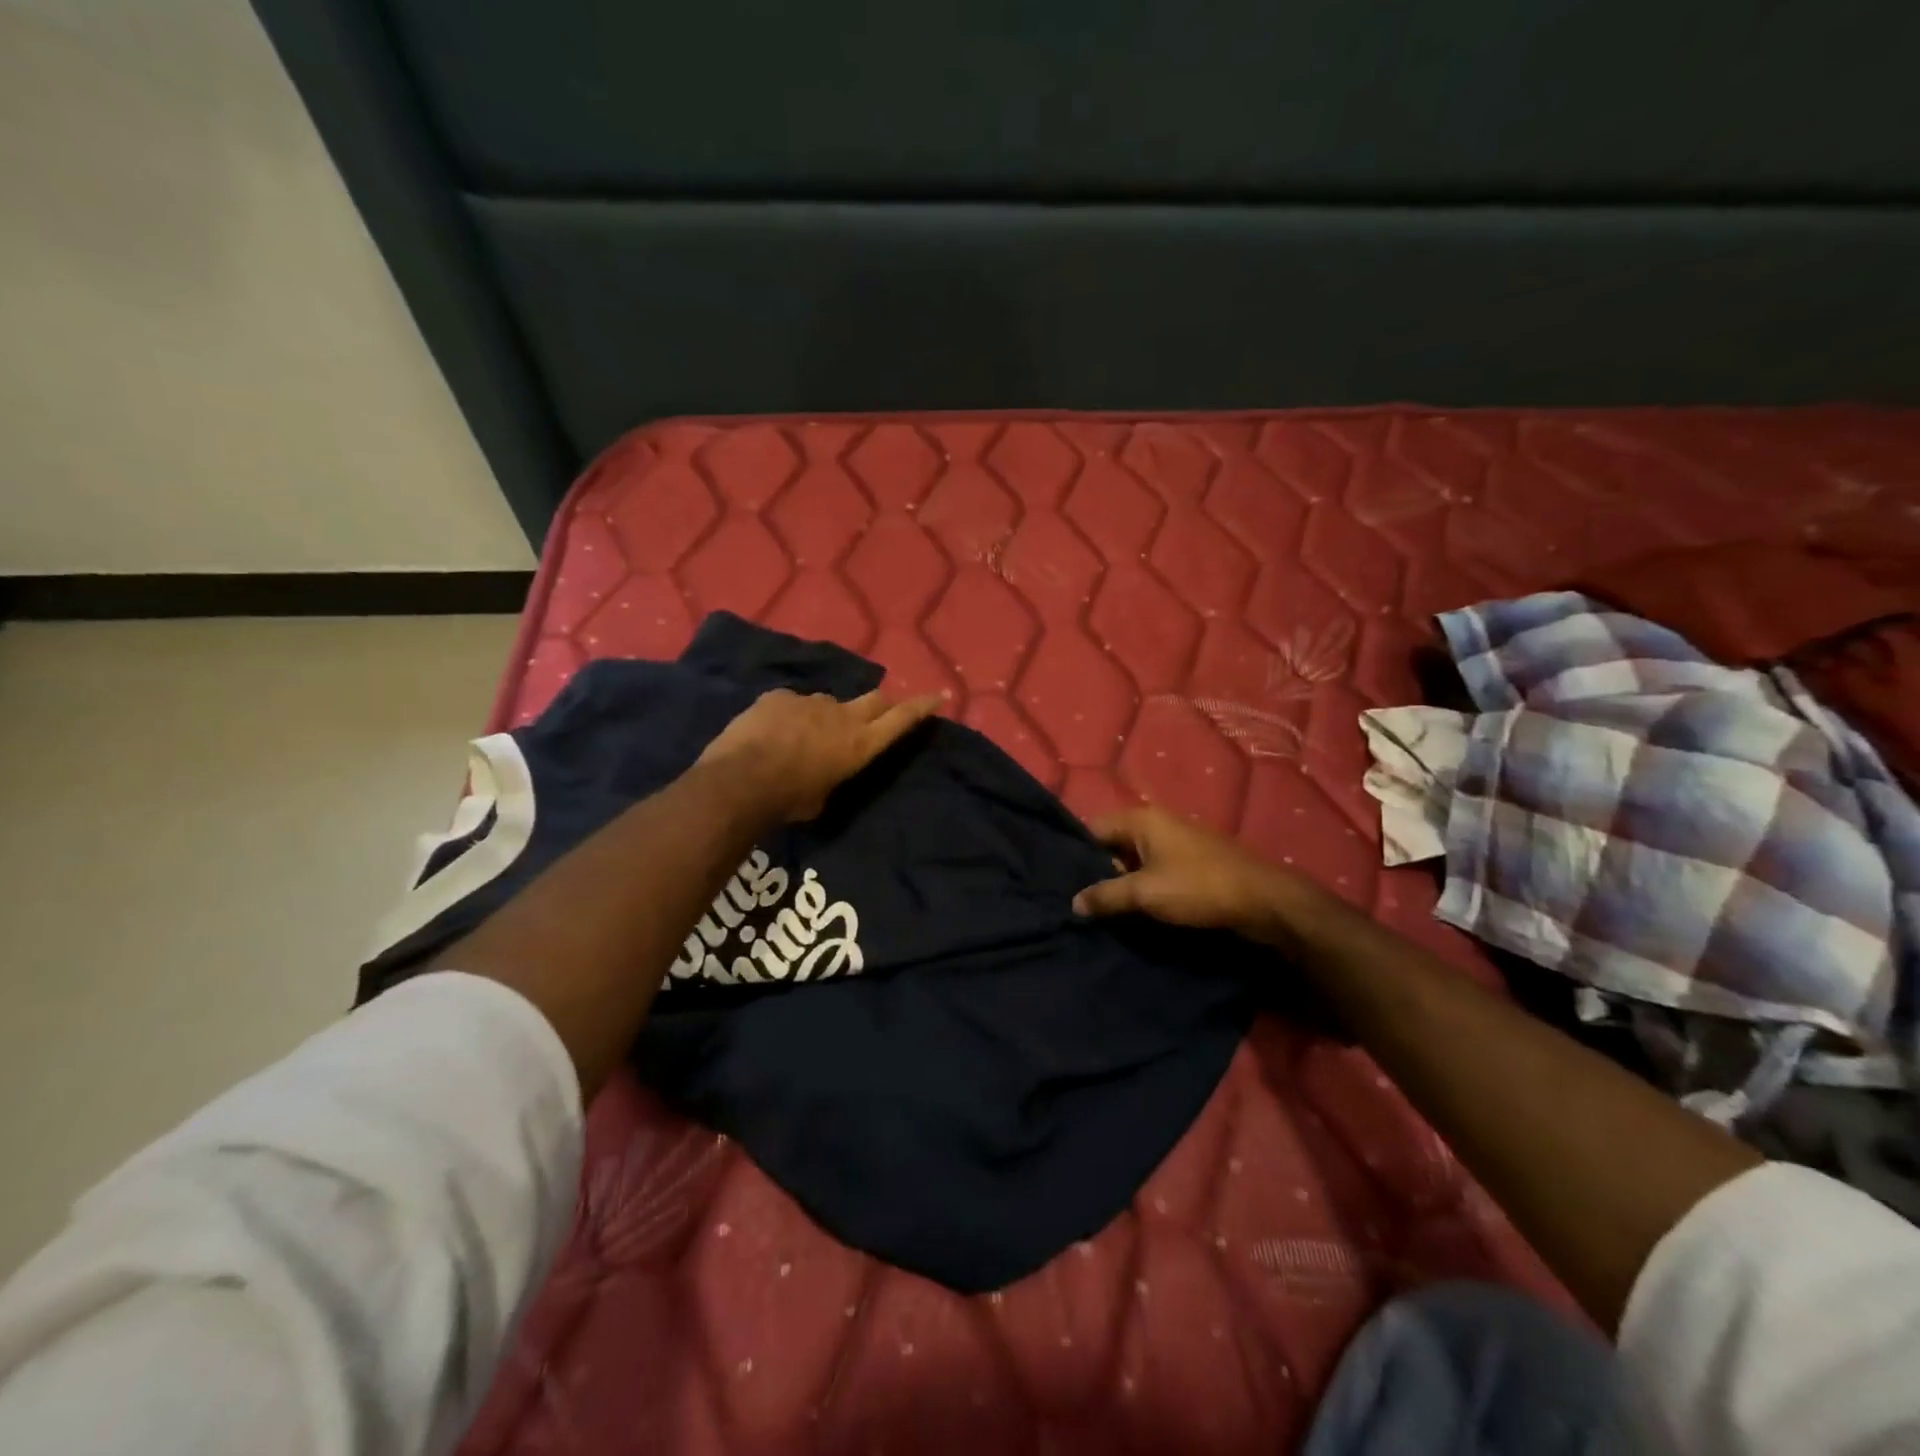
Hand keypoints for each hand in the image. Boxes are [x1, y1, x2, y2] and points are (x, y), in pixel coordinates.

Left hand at [698, 687, 943, 822]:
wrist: (739, 781)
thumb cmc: (787, 801)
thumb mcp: (821, 799)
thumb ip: (831, 777)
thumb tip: (824, 771)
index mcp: (859, 745)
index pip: (901, 719)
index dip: (921, 707)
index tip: (938, 695)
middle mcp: (842, 716)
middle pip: (875, 699)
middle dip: (881, 705)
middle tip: (876, 714)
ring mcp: (809, 701)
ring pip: (826, 704)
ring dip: (823, 717)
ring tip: (801, 738)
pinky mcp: (779, 696)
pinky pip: (791, 704)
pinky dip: (788, 717)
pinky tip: (770, 734)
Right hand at [1071, 805, 1307, 938]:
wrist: (1264, 901)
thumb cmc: (1198, 887)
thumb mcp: (1145, 893)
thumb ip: (1106, 896)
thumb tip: (1074, 902)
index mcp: (1142, 819)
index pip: (1093, 828)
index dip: (1076, 852)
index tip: (1059, 878)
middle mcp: (1157, 823)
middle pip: (1113, 843)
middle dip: (1098, 870)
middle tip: (1078, 900)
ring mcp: (1177, 843)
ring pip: (1135, 860)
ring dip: (1121, 882)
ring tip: (1101, 910)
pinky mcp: (1191, 863)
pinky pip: (1155, 871)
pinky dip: (1143, 887)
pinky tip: (1133, 911)